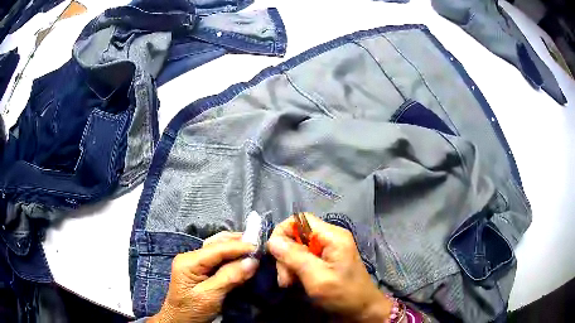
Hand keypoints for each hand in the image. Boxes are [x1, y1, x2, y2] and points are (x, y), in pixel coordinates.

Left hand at [150, 232, 258, 322]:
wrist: (179, 320)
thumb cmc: (192, 310)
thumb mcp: (210, 296)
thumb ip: (229, 278)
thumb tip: (252, 261)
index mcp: (188, 261)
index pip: (217, 248)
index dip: (238, 246)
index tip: (258, 246)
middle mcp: (190, 256)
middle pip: (216, 243)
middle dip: (237, 242)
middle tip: (259, 245)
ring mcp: (194, 261)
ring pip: (217, 247)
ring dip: (235, 246)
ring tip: (253, 248)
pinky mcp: (199, 268)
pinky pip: (217, 257)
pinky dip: (231, 255)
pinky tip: (241, 256)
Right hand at [267, 214, 392, 322]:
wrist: (363, 311)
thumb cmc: (344, 295)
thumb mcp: (318, 277)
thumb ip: (295, 258)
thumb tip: (272, 241)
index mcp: (332, 236)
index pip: (300, 219)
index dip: (283, 232)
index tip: (274, 254)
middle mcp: (330, 238)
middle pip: (297, 236)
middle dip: (286, 256)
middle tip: (284, 279)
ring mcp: (328, 250)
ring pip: (297, 249)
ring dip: (289, 266)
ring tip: (289, 284)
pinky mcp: (325, 262)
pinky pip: (303, 259)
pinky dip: (295, 270)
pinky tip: (295, 283)